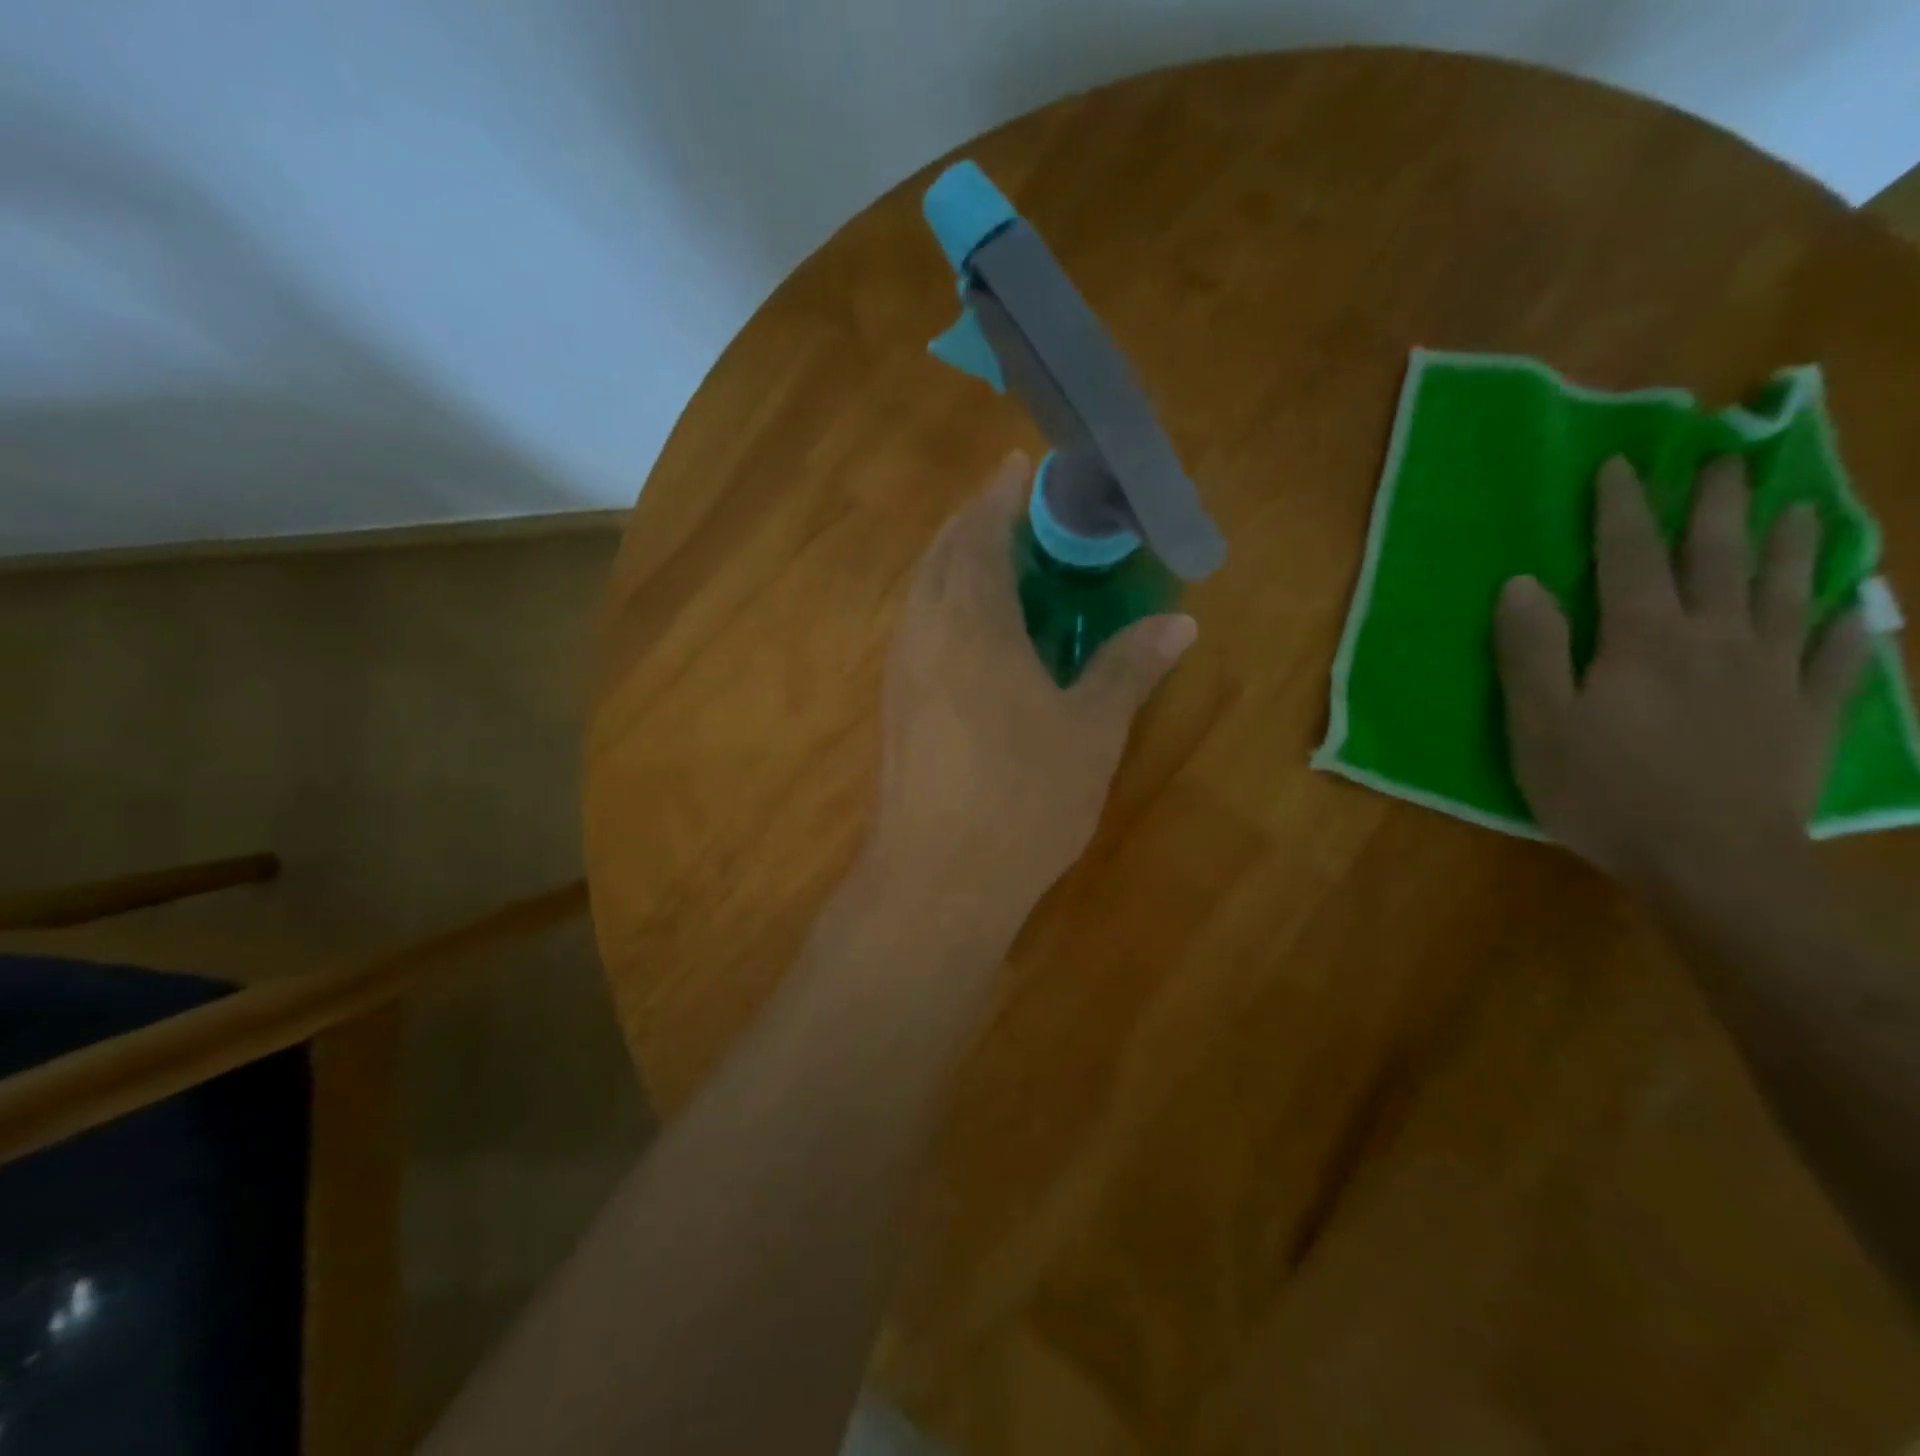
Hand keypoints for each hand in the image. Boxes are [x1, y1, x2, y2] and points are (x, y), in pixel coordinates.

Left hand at [862, 453, 1195, 919]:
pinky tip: (980, 633)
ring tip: (1005, 565)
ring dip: (959, 563)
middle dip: (978, 522)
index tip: (1026, 466)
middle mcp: (923, 627)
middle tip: (1024, 515)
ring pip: (925, 590)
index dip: (1002, 492)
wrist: (938, 879)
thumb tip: (1179, 621)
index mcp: (971, 616)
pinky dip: (948, 605)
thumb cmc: (1023, 797)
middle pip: (944, 551)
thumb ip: (1129, 667)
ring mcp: (901, 666)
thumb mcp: (1091, 729)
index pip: (981, 528)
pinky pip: (920, 626)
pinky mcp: (895, 702)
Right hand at [1495, 455, 1871, 890]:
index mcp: (1644, 639)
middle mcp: (1715, 640)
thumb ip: (1530, 651)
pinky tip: (1855, 610)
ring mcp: (1771, 676)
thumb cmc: (1605, 791)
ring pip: (1787, 594)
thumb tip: (1521, 584)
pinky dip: (1847, 629)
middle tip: (1727, 459)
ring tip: (1800, 510)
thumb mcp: (1539, 725)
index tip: (1622, 465)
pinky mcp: (1807, 716)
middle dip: (1718, 505)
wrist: (1712, 863)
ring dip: (1793, 547)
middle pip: (1719, 558)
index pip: (1630, 556)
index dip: (1623, 509)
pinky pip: (1837, 660)